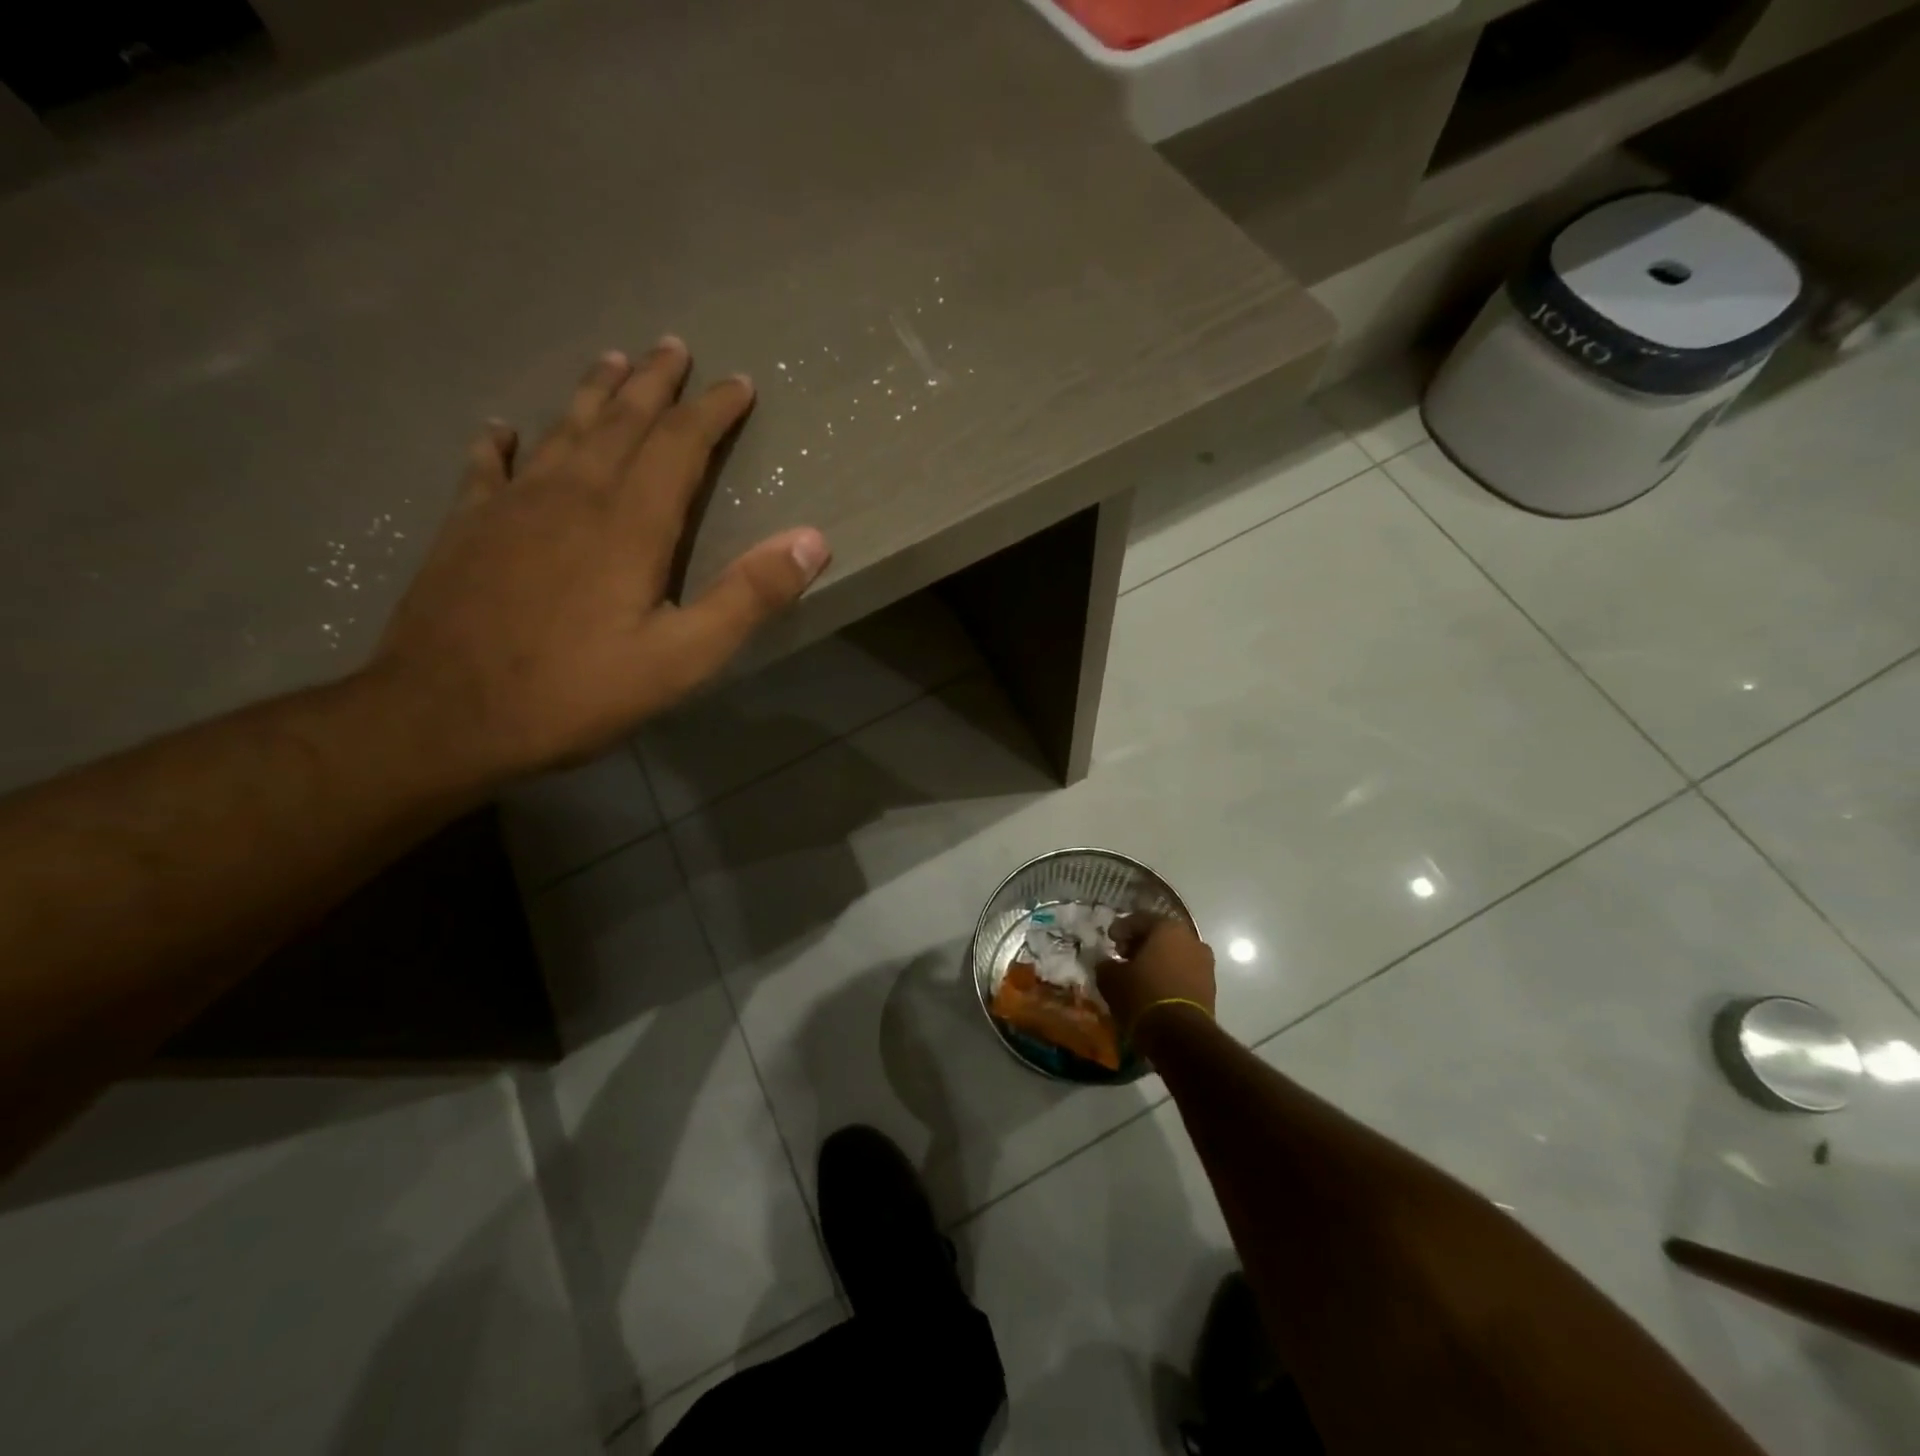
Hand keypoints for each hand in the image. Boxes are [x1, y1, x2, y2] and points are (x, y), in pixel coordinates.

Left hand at [368, 340, 830, 775]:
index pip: (680, 446)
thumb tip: (812, 540)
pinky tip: (500, 428)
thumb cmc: (575, 692)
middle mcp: (572, 496)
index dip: (712, 411)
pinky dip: (499, 443)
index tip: (739, 383)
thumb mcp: (682, 658)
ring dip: (592, 394)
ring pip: (561, 431)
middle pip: (620, 422)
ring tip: (612, 361)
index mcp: (629, 524)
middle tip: (673, 346)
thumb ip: (748, 597)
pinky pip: (486, 468)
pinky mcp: (466, 528)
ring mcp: (512, 507)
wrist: (443, 717)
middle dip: (654, 384)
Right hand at [1098, 916, 1216, 1039]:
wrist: (1180, 1036)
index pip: (1140, 919)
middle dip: (1140, 943)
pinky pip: (1184, 973)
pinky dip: (1169, 976)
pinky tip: (1154, 988)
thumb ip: (1106, 964)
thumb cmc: (1142, 995)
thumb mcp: (1111, 978)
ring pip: (1175, 954)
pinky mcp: (1210, 988)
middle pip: (1161, 935)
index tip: (1109, 939)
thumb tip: (1106, 963)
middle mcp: (1191, 940)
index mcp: (1168, 928)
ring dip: (1157, 960)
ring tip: (1138, 975)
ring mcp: (1205, 964)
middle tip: (1122, 955)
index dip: (1121, 928)